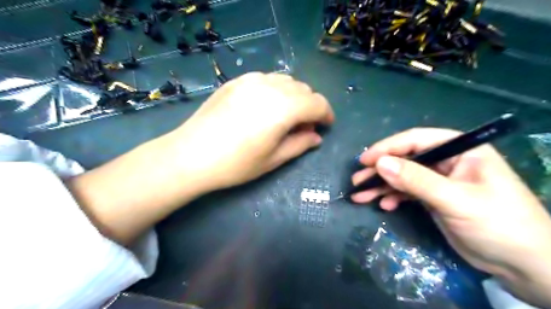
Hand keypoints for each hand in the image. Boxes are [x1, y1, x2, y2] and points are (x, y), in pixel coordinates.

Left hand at [169, 73, 330, 191]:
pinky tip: (266, 106)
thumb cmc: (236, 164)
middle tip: (304, 127)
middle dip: (310, 106)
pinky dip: (276, 90)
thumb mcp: (274, 159)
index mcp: (284, 108)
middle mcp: (271, 87)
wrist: (191, 155)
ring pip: (286, 80)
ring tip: (286, 116)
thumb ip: (300, 144)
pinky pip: (267, 79)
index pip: (317, 103)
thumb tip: (317, 137)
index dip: (326, 114)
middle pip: (303, 89)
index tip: (326, 126)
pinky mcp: (237, 81)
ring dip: (294, 96)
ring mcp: (251, 80)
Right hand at [351, 128, 550, 306]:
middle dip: (380, 170)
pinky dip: (394, 198)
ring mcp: (439, 180)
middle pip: (405, 159)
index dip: (388, 148)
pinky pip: (408, 192)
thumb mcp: (455, 199)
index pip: (416, 140)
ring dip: (381, 186)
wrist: (524, 265)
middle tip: (357, 180)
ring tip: (360, 196)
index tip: (365, 160)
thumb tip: (380, 163)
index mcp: (460, 150)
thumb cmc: (498, 224)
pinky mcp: (434, 198)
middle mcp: (447, 161)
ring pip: (403, 177)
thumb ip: (416, 180)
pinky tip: (384, 205)